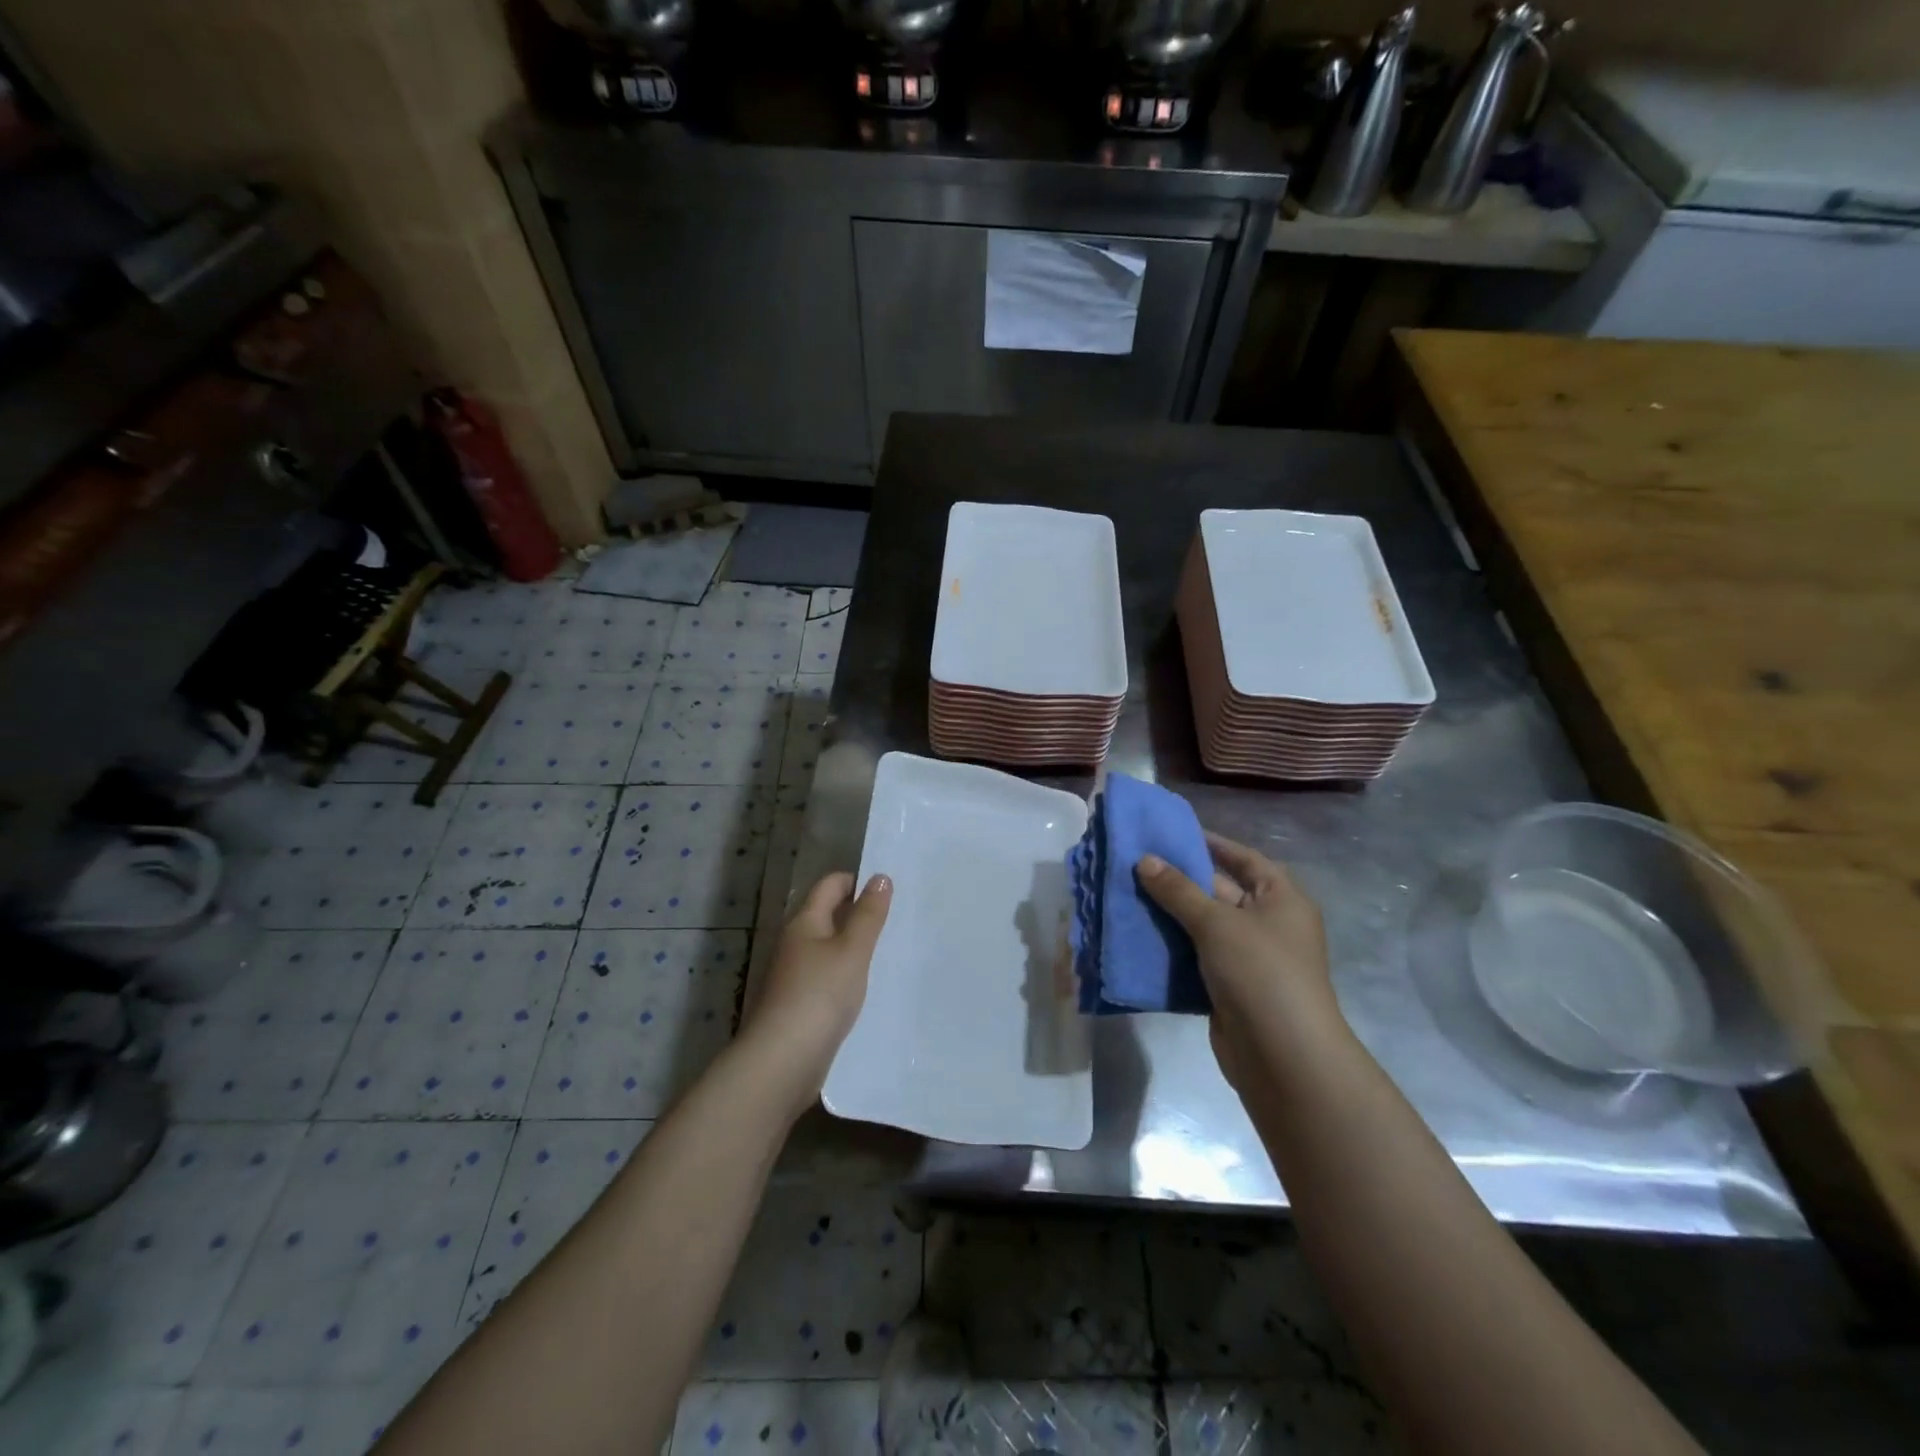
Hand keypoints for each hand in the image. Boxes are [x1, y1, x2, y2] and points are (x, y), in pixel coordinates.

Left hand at [738, 871, 891, 1118]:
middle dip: (859, 913)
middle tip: (897, 918)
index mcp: (805, 922)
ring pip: (829, 947)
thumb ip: (868, 915)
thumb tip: (880, 876)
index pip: (830, 885)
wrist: (783, 1061)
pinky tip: (868, 986)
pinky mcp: (800, 1003)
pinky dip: (847, 974)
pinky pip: (828, 976)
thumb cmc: (820, 995)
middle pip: (828, 914)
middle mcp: (795, 942)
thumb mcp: (852, 951)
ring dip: (855, 945)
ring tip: (890, 950)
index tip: (889, 889)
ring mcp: (795, 974)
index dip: (857, 881)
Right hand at [1136, 834, 1345, 1094]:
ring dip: (1170, 914)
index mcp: (1281, 899)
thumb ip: (1178, 890)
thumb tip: (1144, 860)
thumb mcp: (1216, 922)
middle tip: (1135, 863)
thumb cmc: (1260, 972)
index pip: (1245, 858)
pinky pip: (1196, 957)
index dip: (1212, 844)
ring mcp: (1249, 958)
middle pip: (1221, 891)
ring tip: (1127, 893)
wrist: (1283, 1057)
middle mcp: (1269, 924)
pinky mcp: (1229, 988)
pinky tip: (1137, 935)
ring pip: (1203, 926)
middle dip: (1181, 880)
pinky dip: (1171, 947)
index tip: (1172, 833)